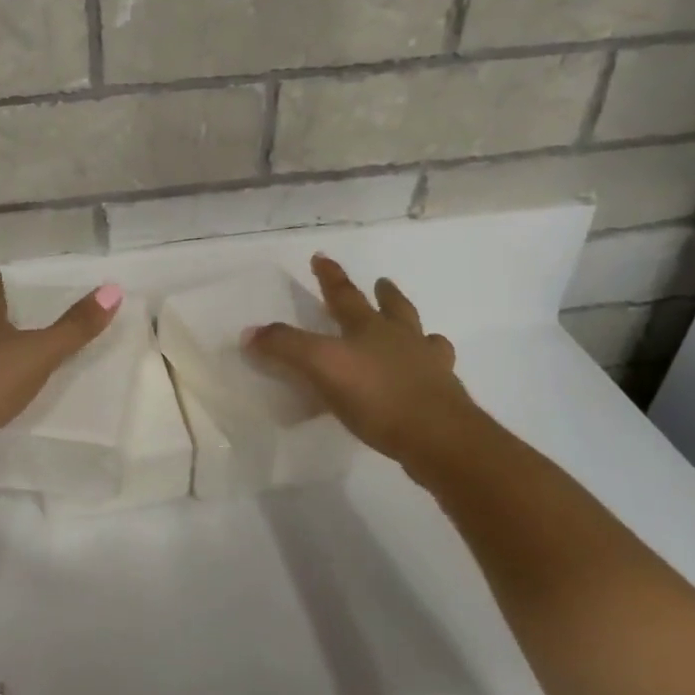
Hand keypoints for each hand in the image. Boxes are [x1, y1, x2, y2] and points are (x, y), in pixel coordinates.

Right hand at [245, 254, 483, 467]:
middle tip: (382, 282)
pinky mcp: (444, 398)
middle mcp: (402, 339)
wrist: (439, 437)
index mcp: (369, 327)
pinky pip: (436, 374)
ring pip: (424, 338)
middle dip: (384, 295)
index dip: (330, 276)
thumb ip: (284, 347)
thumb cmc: (377, 394)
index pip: (344, 294)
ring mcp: (429, 367)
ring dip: (415, 330)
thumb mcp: (320, 366)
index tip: (321, 257)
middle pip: (394, 309)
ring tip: (417, 332)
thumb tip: (250, 332)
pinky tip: (427, 378)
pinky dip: (430, 370)